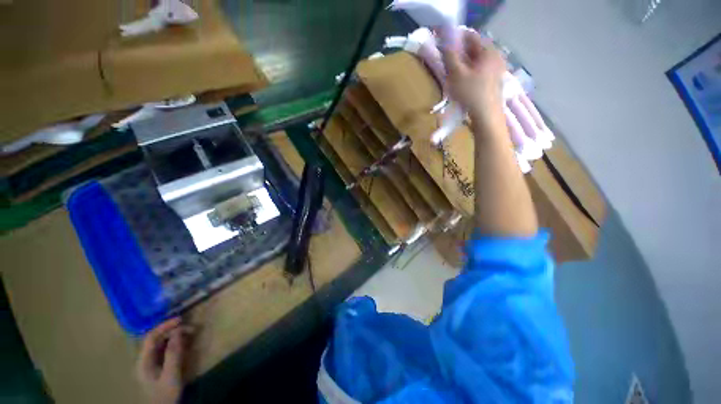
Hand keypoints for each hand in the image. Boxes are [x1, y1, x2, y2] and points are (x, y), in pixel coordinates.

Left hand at [137, 318, 190, 403]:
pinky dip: (176, 344)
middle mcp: (145, 359)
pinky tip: (185, 343)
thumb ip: (173, 354)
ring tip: (191, 334)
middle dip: (173, 331)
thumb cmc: (165, 394)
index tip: (181, 319)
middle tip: (191, 328)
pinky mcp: (158, 366)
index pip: (151, 337)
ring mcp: (151, 363)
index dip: (164, 326)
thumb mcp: (171, 376)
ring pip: (162, 343)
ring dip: (175, 336)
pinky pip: (165, 350)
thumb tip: (178, 333)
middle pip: (157, 339)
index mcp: (144, 361)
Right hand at [441, 29, 505, 122]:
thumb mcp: (456, 74)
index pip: (470, 37)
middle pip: (474, 50)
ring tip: (453, 74)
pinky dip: (470, 73)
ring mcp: (497, 69)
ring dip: (464, 65)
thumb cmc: (471, 93)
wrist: (486, 115)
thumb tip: (445, 44)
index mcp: (489, 51)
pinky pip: (480, 71)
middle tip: (447, 62)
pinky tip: (463, 83)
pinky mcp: (494, 81)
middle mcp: (496, 56)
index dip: (456, 39)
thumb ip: (450, 57)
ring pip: (476, 61)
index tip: (444, 46)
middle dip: (460, 54)